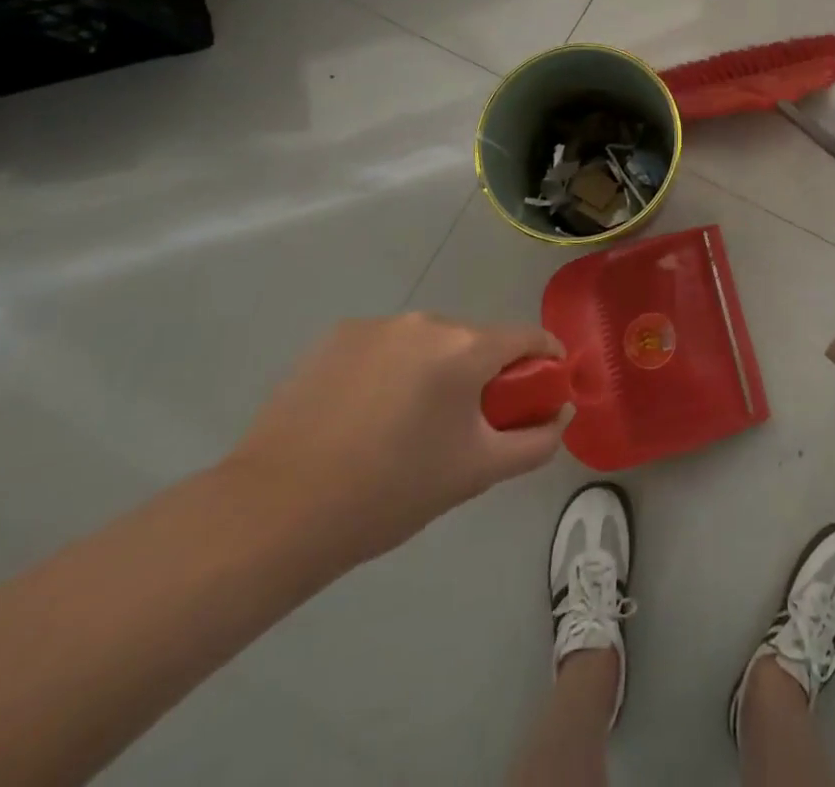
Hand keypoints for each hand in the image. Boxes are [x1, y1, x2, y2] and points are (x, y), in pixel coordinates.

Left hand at [221, 315, 566, 569]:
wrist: (274, 513)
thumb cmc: (389, 493)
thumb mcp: (476, 473)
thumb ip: (534, 441)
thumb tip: (560, 414)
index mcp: (465, 348)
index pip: (528, 337)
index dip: (546, 360)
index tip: (545, 389)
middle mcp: (426, 322)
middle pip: (476, 340)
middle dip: (484, 373)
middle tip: (467, 425)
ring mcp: (376, 325)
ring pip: (429, 342)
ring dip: (436, 370)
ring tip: (408, 424)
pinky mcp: (334, 337)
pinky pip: (386, 346)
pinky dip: (392, 370)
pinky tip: (365, 415)